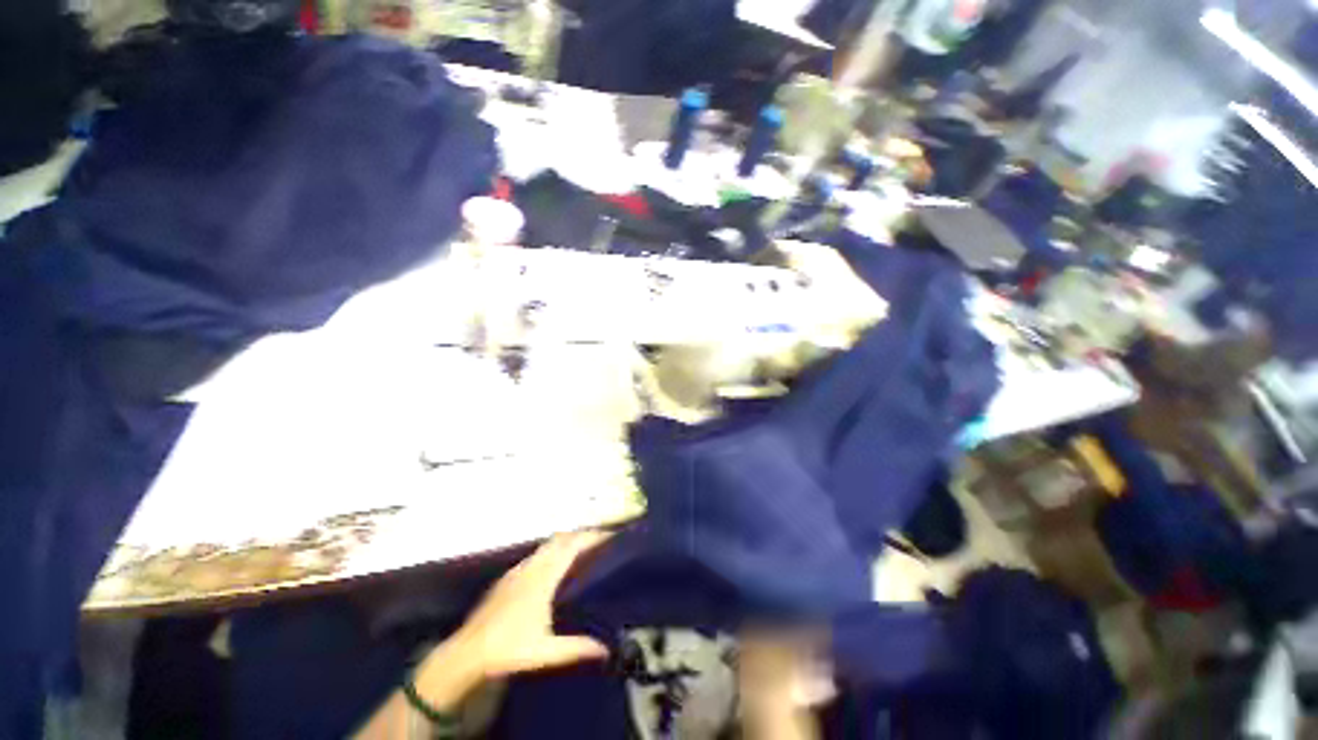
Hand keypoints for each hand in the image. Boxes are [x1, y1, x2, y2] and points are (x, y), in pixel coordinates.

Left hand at [453, 530, 612, 675]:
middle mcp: (532, 567)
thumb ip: (577, 648)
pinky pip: (536, 554)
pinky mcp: (508, 576)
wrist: (467, 652)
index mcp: (543, 578)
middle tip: (599, 540)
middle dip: (581, 535)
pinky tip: (553, 565)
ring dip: (566, 541)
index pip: (571, 547)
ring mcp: (518, 570)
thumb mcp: (546, 652)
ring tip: (581, 549)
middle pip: (560, 539)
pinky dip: (551, 551)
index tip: (608, 536)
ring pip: (547, 545)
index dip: (590, 537)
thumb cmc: (508, 649)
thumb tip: (606, 650)